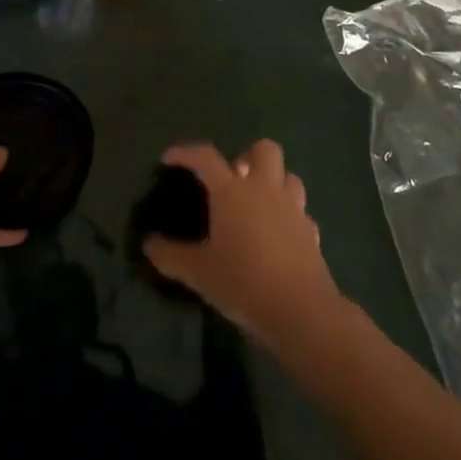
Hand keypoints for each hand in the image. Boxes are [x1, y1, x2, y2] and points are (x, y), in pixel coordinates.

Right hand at [143, 140, 342, 349]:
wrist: (300, 310)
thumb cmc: (242, 281)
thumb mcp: (198, 272)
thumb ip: (170, 256)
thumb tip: (149, 246)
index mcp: (232, 191)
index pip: (205, 157)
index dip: (185, 153)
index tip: (170, 159)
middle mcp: (264, 190)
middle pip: (264, 150)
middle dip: (248, 157)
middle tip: (233, 180)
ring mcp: (293, 209)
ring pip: (288, 176)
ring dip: (273, 183)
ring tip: (257, 205)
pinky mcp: (312, 232)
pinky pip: (301, 213)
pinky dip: (289, 217)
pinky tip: (278, 237)